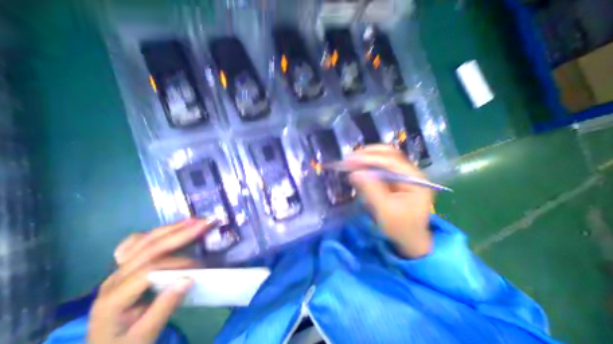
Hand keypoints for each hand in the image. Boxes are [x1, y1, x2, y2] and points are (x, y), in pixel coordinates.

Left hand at [87, 219, 213, 343]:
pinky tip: (170, 229)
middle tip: (206, 224)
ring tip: (195, 220)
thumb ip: (164, 307)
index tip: (200, 265)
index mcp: (113, 299)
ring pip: (145, 240)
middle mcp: (114, 278)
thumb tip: (188, 278)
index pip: (149, 271)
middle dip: (181, 233)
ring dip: (173, 228)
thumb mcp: (144, 337)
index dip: (178, 263)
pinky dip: (156, 233)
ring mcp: (118, 269)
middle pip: (150, 248)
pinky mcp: (126, 266)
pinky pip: (137, 243)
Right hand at [347, 144, 432, 257]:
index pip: (391, 161)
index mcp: (415, 179)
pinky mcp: (395, 178)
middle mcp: (410, 172)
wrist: (410, 239)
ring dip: (366, 158)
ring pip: (384, 158)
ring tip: (350, 162)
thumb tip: (355, 173)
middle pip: (389, 154)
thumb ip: (370, 190)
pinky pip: (380, 167)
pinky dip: (367, 165)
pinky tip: (357, 168)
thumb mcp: (384, 211)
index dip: (369, 158)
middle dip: (368, 154)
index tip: (350, 160)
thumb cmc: (400, 228)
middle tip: (349, 159)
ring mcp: (403, 174)